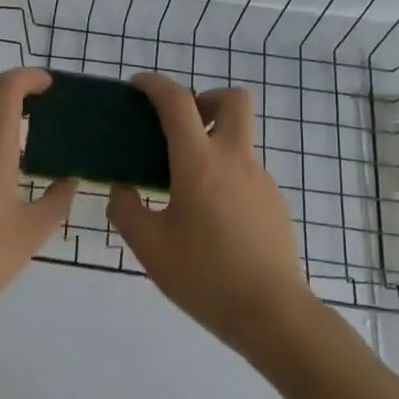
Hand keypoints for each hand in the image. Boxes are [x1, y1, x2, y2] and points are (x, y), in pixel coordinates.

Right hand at [107, 74, 309, 351]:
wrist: (272, 314)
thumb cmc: (204, 276)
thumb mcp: (149, 246)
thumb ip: (126, 210)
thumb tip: (123, 189)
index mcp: (199, 163)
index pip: (177, 102)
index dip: (155, 84)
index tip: (137, 86)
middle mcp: (235, 160)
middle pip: (233, 100)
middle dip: (205, 99)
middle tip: (180, 128)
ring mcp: (261, 181)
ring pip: (239, 140)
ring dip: (212, 144)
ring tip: (185, 189)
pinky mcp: (275, 204)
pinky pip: (246, 173)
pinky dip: (225, 177)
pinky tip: (211, 219)